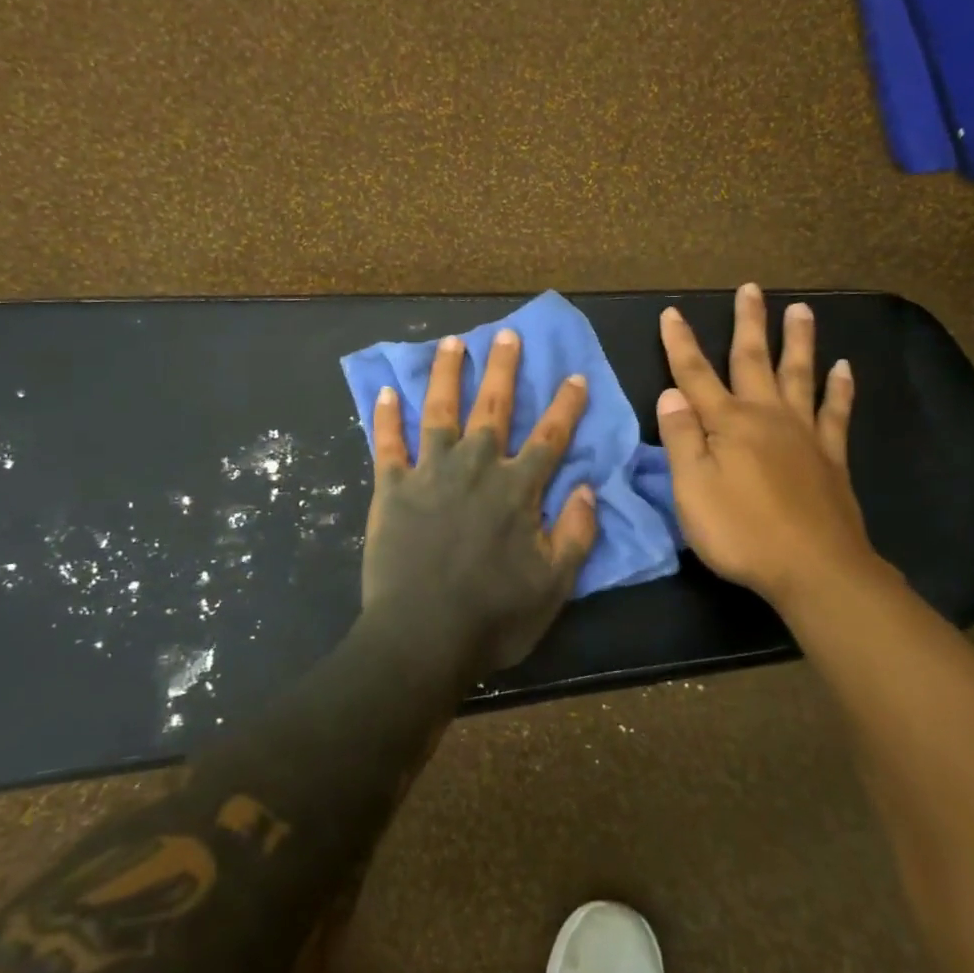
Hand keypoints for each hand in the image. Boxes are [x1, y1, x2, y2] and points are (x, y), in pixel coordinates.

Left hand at [358, 329, 598, 679]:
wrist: (422, 637)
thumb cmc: (493, 617)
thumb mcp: (554, 585)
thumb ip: (576, 534)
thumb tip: (588, 487)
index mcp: (517, 490)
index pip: (550, 438)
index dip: (565, 406)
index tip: (574, 375)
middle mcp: (475, 468)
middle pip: (493, 408)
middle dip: (504, 369)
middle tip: (507, 335)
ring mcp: (430, 473)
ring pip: (440, 411)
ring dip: (447, 374)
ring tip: (452, 343)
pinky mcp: (391, 488)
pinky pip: (387, 444)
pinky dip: (386, 417)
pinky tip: (386, 390)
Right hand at [656, 284, 886, 609]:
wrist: (815, 569)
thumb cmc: (741, 531)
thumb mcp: (692, 489)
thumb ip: (681, 439)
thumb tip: (670, 394)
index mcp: (727, 424)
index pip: (695, 375)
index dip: (680, 343)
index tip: (672, 312)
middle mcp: (766, 417)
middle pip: (753, 361)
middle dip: (747, 323)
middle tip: (750, 288)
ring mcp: (803, 434)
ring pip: (799, 375)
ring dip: (797, 341)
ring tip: (801, 309)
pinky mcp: (831, 457)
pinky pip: (836, 412)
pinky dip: (840, 388)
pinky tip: (845, 368)